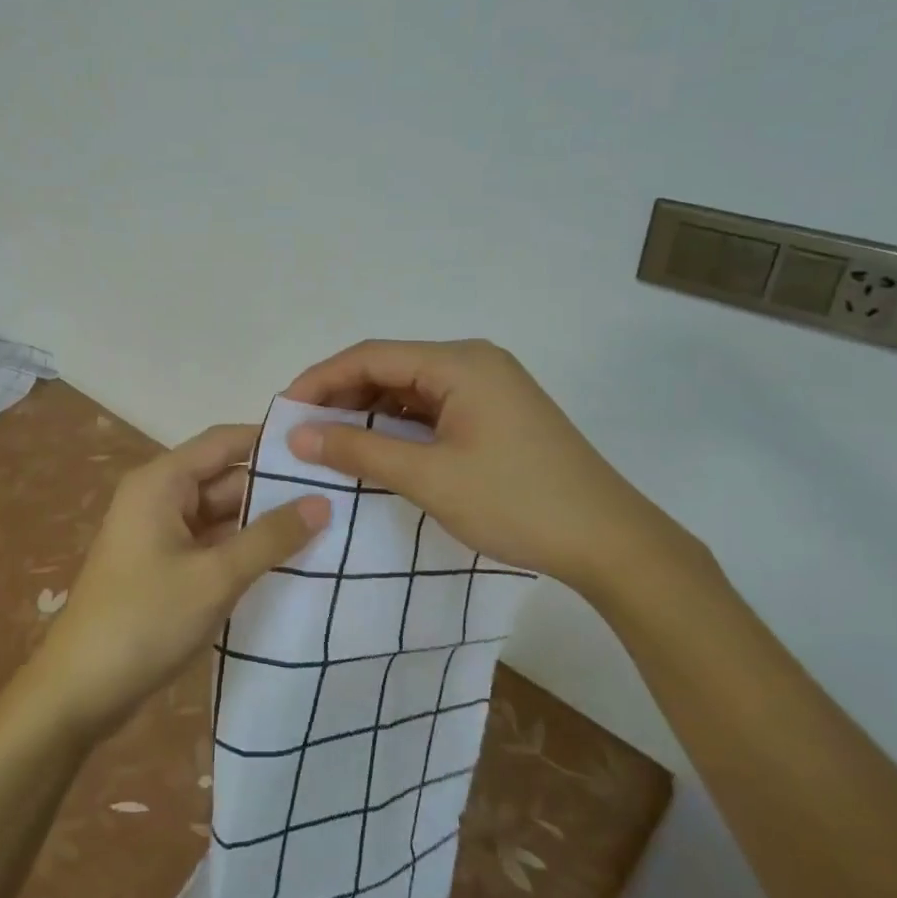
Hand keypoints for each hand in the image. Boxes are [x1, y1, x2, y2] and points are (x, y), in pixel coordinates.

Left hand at [30, 424, 330, 738]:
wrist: (80, 691)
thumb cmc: (145, 620)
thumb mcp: (215, 577)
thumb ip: (270, 537)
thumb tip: (323, 502)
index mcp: (162, 481)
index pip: (225, 441)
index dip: (271, 441)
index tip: (323, 448)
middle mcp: (160, 496)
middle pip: (225, 477)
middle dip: (275, 488)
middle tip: (339, 494)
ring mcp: (161, 532)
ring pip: (222, 513)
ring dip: (263, 522)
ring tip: (328, 525)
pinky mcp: (165, 565)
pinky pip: (212, 543)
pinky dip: (244, 549)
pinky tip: (289, 560)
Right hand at [283, 339, 702, 599]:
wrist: (610, 542)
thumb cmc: (516, 502)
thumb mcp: (429, 477)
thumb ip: (359, 450)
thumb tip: (299, 434)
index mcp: (460, 362)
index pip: (371, 355)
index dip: (321, 379)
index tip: (285, 410)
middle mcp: (474, 362)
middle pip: (391, 367)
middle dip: (343, 396)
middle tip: (304, 430)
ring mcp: (490, 387)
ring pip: (411, 389)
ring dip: (370, 412)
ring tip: (332, 442)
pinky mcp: (497, 414)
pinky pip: (434, 409)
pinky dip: (400, 426)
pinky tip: (378, 449)